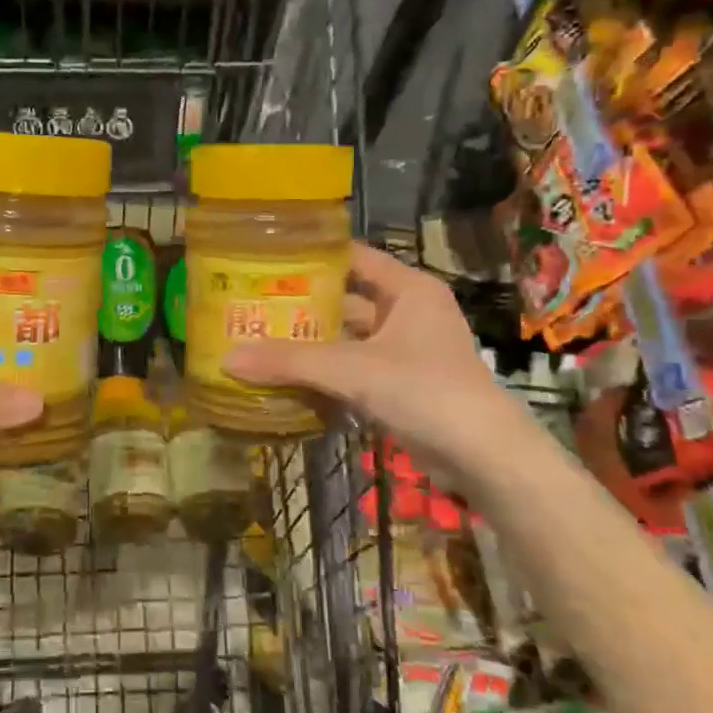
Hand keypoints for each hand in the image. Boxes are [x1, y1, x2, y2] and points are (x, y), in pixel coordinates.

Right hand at [225, 243, 530, 477]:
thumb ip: (290, 362)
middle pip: (347, 299)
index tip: (268, 259)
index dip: (313, 256)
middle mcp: (409, 312)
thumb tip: (227, 358)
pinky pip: (356, 368)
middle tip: (255, 304)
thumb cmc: (425, 390)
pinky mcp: (404, 384)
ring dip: (313, 342)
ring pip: (350, 337)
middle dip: (304, 304)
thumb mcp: (352, 370)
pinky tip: (289, 377)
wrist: (485, 457)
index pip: (354, 257)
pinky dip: (328, 372)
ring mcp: (408, 350)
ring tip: (262, 339)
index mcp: (408, 289)